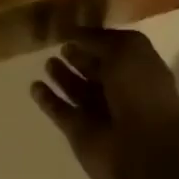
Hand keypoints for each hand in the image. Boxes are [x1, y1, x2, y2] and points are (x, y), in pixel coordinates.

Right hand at [30, 27, 178, 178]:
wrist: (144, 148)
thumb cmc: (141, 91)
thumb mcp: (126, 49)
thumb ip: (98, 39)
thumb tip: (74, 32)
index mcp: (136, 69)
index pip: (112, 50)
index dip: (94, 40)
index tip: (72, 30)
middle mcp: (119, 91)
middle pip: (94, 71)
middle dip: (78, 58)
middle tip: (60, 46)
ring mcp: (98, 114)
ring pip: (76, 91)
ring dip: (62, 78)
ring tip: (47, 63)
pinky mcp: (79, 133)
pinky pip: (60, 112)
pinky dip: (48, 101)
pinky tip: (35, 87)